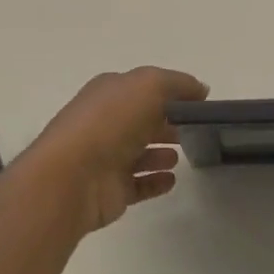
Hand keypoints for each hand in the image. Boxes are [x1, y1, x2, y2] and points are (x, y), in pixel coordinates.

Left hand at [24, 67, 208, 236]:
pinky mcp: (111, 190)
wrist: (73, 177)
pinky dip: (155, 181)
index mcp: (109, 92)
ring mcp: (106, 157)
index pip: (144, 87)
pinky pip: (138, 184)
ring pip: (140, 152)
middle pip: (143, 119)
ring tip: (183, 155)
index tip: (200, 101)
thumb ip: (176, 84)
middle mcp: (106, 122)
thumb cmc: (110, 122)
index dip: (171, 91)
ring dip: (161, 152)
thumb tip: (200, 89)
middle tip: (197, 129)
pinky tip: (171, 180)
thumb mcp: (148, 86)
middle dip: (167, 121)